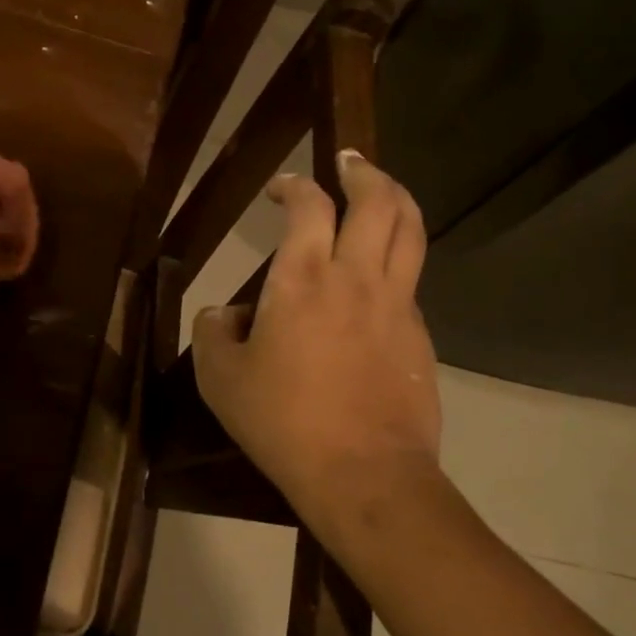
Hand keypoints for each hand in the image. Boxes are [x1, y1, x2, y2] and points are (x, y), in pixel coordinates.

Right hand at [192, 152, 444, 539]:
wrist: (364, 474)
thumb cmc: (282, 422)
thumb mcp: (220, 379)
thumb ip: (214, 332)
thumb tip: (227, 313)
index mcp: (303, 279)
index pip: (308, 205)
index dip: (294, 184)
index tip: (281, 186)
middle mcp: (356, 277)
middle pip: (378, 200)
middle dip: (363, 171)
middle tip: (348, 161)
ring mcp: (397, 304)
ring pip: (411, 231)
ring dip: (397, 199)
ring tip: (382, 190)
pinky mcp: (420, 335)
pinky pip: (411, 279)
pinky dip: (398, 258)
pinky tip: (380, 276)